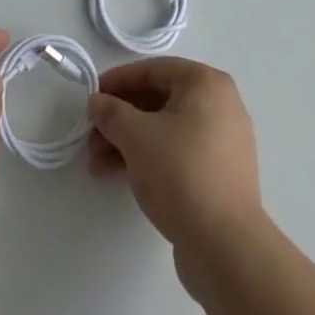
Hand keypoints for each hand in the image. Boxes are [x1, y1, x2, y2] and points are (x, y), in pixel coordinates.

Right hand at [87, 58, 264, 264]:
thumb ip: (111, 112)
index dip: (118, 81)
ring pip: (165, 129)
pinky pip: (177, 152)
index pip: (154, 70)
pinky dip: (148, 158)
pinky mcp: (218, 173)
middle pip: (159, 100)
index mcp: (206, 83)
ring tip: (95, 162)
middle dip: (120, 118)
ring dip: (128, 141)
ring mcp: (221, 140)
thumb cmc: (180, 172)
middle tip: (90, 135)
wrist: (225, 244)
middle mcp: (219, 104)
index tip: (91, 96)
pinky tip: (117, 175)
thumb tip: (98, 102)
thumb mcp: (136, 136)